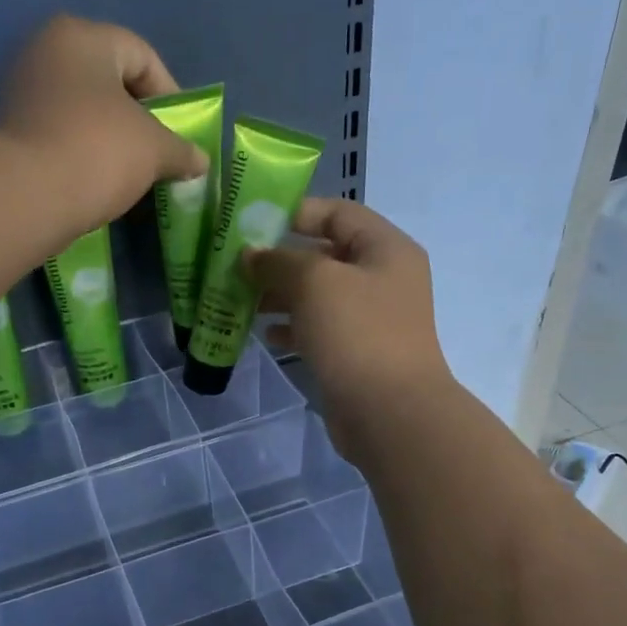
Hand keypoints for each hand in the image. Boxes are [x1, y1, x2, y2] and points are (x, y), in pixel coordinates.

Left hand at [0, 15, 208, 244]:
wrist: (25, 197)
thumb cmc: (97, 152)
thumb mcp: (154, 149)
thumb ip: (181, 150)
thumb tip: (200, 161)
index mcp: (81, 37)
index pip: (141, 55)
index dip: (171, 95)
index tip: (182, 134)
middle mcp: (45, 53)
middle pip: (109, 82)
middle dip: (139, 119)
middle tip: (158, 154)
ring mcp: (21, 92)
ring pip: (83, 112)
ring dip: (110, 140)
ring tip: (129, 175)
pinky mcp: (9, 133)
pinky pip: (60, 137)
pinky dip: (82, 155)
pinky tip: (95, 184)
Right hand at [244, 198, 453, 456]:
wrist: (389, 412)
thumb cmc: (356, 334)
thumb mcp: (314, 282)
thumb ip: (278, 261)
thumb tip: (251, 255)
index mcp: (385, 249)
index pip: (338, 213)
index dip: (295, 213)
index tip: (252, 224)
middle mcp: (383, 278)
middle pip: (325, 255)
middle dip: (280, 260)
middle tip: (237, 268)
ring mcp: (371, 318)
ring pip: (319, 295)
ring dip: (281, 296)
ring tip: (243, 302)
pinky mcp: (357, 353)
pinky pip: (319, 329)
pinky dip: (293, 327)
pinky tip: (266, 335)